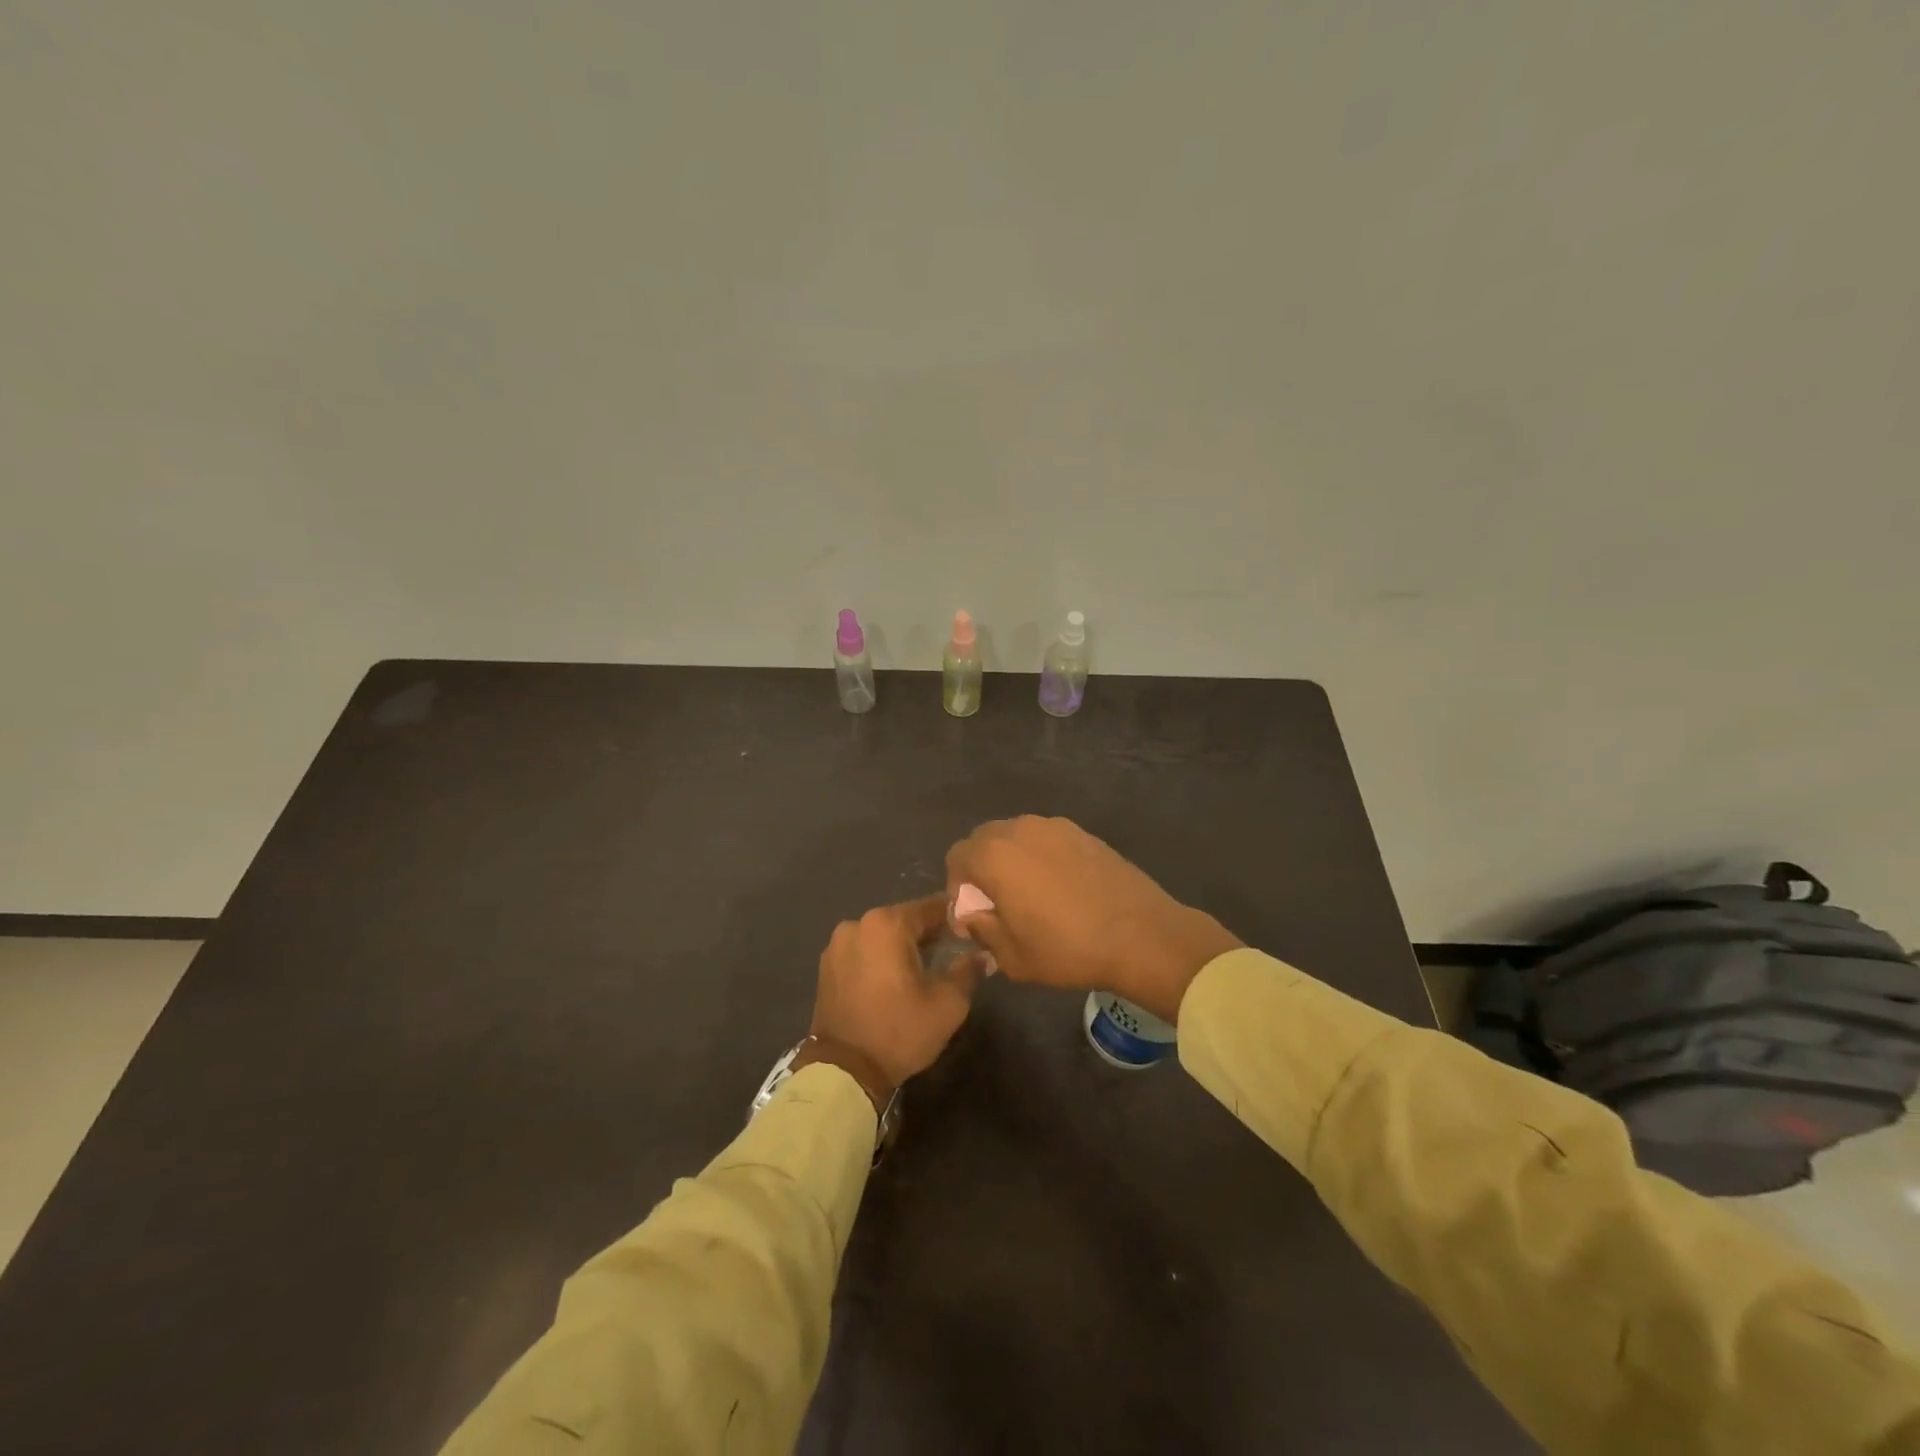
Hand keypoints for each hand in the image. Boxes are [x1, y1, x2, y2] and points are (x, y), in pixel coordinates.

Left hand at [810, 895, 984, 1089]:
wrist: (844, 1072)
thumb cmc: (900, 1031)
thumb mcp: (948, 1004)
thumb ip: (968, 971)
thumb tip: (982, 955)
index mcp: (887, 924)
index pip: (932, 907)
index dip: (956, 918)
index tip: (972, 932)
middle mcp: (858, 924)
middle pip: (905, 919)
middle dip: (929, 933)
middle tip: (952, 952)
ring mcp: (837, 944)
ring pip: (882, 935)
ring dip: (903, 946)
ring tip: (923, 969)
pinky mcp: (827, 965)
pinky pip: (864, 951)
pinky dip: (880, 958)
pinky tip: (894, 979)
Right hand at [945, 816, 1241, 1022]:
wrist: (1141, 935)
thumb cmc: (1068, 949)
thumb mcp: (1012, 956)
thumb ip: (981, 929)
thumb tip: (973, 915)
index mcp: (995, 855)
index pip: (956, 857)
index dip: (958, 888)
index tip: (974, 917)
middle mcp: (1020, 829)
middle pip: (984, 839)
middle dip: (982, 869)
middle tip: (998, 905)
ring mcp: (1055, 826)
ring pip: (1017, 836)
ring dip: (1012, 861)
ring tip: (1031, 896)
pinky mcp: (1083, 833)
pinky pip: (1047, 839)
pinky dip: (1042, 857)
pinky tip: (1061, 889)